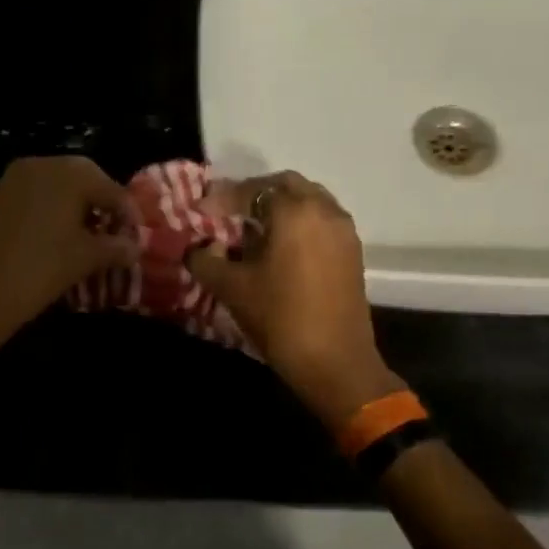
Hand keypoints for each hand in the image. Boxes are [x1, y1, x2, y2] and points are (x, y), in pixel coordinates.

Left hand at [0, 156, 139, 353]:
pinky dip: (52, 209)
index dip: (127, 214)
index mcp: (69, 173)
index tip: (136, 238)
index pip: (111, 188)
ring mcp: (15, 178)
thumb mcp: (86, 258)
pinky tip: (57, 237)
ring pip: (58, 185)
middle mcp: (42, 164)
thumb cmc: (40, 269)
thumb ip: (116, 247)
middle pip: (84, 178)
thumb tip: (135, 246)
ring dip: (76, 206)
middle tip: (113, 234)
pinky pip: (35, 194)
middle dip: (101, 204)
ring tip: (87, 238)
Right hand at [188, 172, 403, 427]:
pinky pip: (321, 220)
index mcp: (294, 211)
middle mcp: (323, 210)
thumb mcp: (231, 288)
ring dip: (279, 207)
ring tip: (252, 229)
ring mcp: (343, 230)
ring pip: (308, 200)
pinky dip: (298, 222)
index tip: (199, 210)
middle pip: (285, 185)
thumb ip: (206, 260)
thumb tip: (196, 248)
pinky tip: (278, 247)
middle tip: (228, 211)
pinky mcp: (352, 252)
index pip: (251, 190)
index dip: (221, 198)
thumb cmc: (280, 318)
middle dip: (254, 193)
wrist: (336, 363)